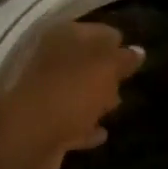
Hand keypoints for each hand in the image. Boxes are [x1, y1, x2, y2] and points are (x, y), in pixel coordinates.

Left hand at [0, 20, 144, 168]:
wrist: (29, 137)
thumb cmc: (72, 91)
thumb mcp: (106, 68)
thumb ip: (124, 59)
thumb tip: (138, 50)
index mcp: (63, 37)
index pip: (98, 31)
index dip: (116, 41)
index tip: (134, 55)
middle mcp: (50, 60)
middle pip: (84, 61)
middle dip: (105, 70)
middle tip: (126, 80)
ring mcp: (44, 93)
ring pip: (76, 91)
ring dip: (94, 98)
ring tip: (117, 105)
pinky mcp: (44, 125)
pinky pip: (71, 122)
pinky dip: (85, 126)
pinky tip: (101, 133)